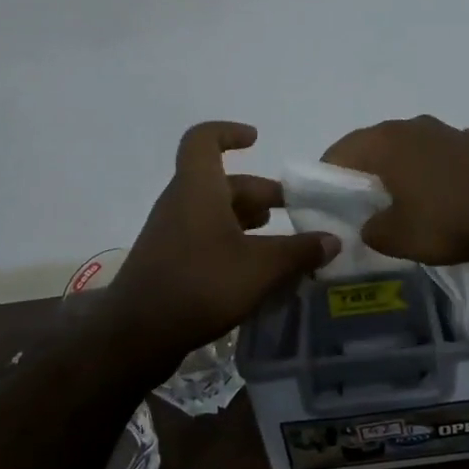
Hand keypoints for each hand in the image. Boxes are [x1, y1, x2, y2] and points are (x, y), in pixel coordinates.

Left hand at [102, 122, 339, 371]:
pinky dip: (234, 244)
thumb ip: (299, 251)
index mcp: (198, 189)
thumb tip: (332, 240)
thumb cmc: (200, 285)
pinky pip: (206, 238)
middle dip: (260, 193)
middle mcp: (181, 203)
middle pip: (222, 182)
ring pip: (215, 212)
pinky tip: (257, 271)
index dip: (229, 132)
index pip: (203, 140)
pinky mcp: (169, 262)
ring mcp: (172, 234)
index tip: (256, 140)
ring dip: (248, 220)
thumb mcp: (261, 268)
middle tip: (294, 211)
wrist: (136, 336)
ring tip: (282, 242)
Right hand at [321, 115, 468, 266]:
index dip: (329, 174)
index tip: (328, 199)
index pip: (342, 150)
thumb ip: (373, 230)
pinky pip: (448, 156)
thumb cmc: (446, 220)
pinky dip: (441, 171)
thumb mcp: (397, 237)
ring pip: (415, 147)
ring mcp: (451, 131)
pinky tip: (449, 195)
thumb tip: (371, 225)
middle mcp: (415, 126)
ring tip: (408, 197)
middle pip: (378, 143)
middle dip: (368, 169)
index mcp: (387, 141)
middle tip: (364, 199)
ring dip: (407, 167)